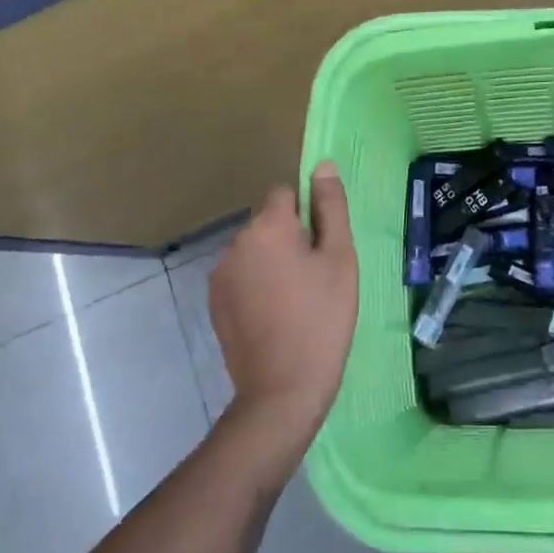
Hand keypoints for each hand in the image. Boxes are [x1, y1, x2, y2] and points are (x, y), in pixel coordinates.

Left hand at [208, 161, 358, 455]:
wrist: (283, 388)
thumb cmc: (322, 317)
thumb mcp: (339, 258)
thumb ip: (330, 207)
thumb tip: (322, 165)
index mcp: (267, 226)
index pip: (286, 194)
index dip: (309, 215)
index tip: (323, 249)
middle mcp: (236, 242)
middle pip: (269, 223)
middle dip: (290, 239)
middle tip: (316, 279)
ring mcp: (220, 274)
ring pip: (255, 251)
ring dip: (272, 263)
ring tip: (296, 301)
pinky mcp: (214, 303)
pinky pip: (242, 277)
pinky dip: (257, 286)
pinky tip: (275, 316)